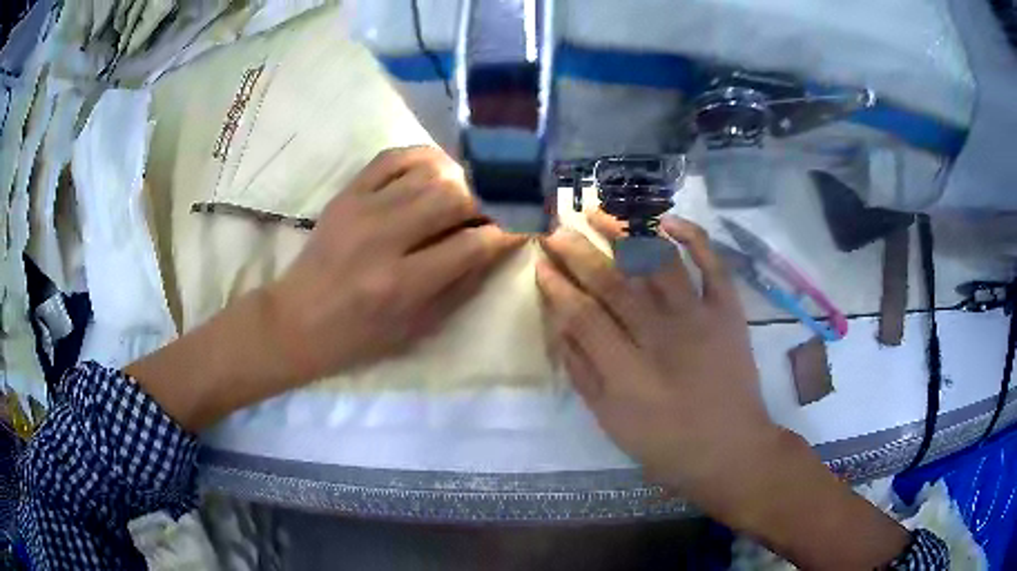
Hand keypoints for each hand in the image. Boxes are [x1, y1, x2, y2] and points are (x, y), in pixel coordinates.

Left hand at [128, 147, 523, 432]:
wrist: (296, 320)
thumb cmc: (358, 337)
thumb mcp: (416, 327)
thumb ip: (461, 284)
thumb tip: (498, 244)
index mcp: (401, 285)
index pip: (471, 245)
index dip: (506, 231)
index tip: (525, 225)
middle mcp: (383, 239)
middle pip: (453, 197)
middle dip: (488, 198)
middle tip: (499, 205)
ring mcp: (360, 209)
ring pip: (428, 171)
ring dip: (461, 177)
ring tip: (471, 189)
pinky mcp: (346, 193)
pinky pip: (392, 157)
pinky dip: (423, 157)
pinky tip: (438, 169)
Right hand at [537, 213, 907, 568]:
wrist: (731, 448)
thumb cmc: (666, 444)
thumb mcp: (611, 422)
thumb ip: (583, 373)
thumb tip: (559, 326)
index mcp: (627, 371)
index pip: (582, 314)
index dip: (557, 285)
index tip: (540, 262)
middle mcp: (661, 336)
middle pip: (613, 281)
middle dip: (578, 250)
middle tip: (556, 229)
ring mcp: (700, 318)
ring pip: (658, 261)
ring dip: (626, 230)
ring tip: (599, 210)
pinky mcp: (728, 311)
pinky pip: (713, 264)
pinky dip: (693, 237)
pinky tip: (668, 221)